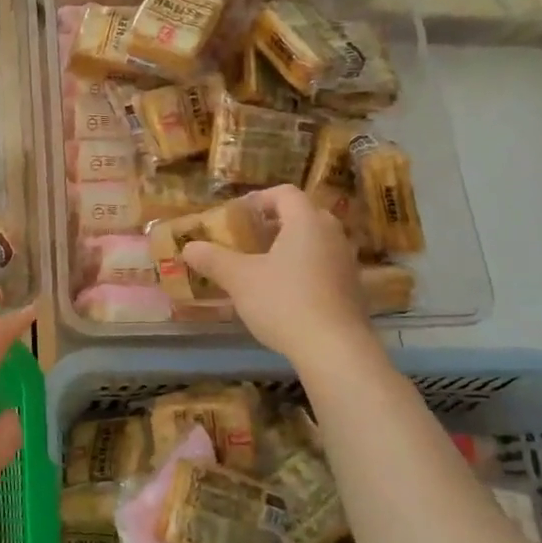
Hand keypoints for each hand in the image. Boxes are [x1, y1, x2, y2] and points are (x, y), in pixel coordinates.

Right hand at [183, 185, 377, 368]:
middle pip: (303, 215)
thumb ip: (214, 260)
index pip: (284, 193)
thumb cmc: (284, 302)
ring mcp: (347, 262)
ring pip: (316, 241)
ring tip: (264, 265)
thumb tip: (188, 247)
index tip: (238, 213)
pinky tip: (285, 293)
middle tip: (249, 236)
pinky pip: (325, 265)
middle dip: (275, 222)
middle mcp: (332, 234)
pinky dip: (304, 268)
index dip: (259, 198)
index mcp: (306, 221)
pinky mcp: (353, 289)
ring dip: (290, 246)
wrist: (335, 349)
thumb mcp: (240, 280)